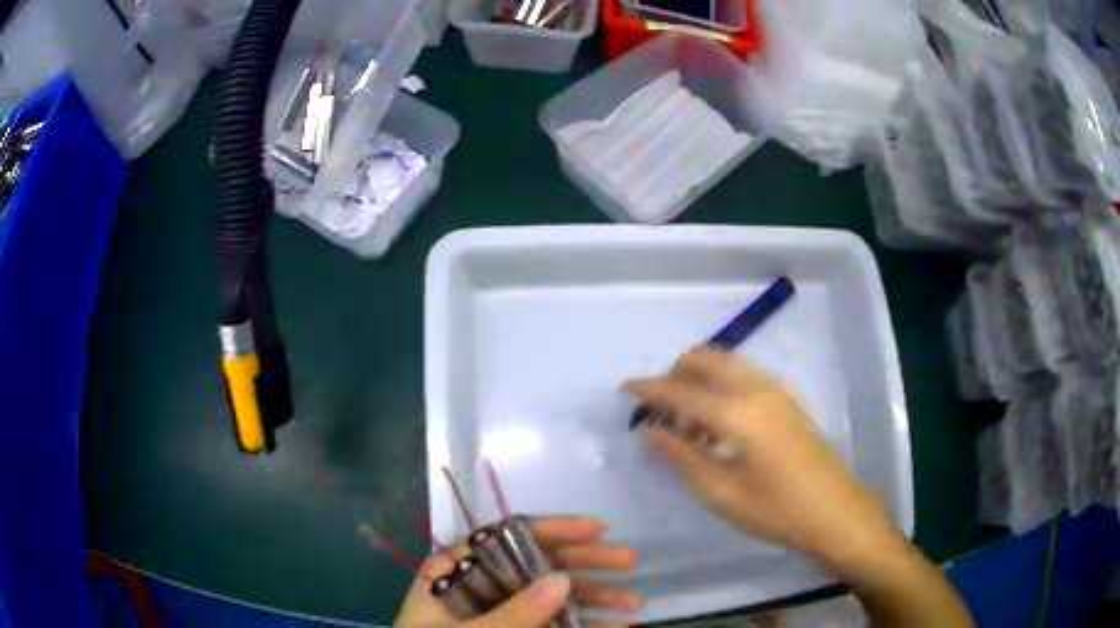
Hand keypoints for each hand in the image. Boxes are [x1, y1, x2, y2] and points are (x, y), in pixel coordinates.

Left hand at [394, 516, 640, 627]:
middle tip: (631, 561)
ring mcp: (501, 611)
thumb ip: (511, 614)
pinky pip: (556, 623)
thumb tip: (561, 580)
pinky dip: (587, 625)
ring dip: (596, 597)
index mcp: (453, 571)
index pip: (503, 537)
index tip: (597, 529)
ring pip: (553, 594)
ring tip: (636, 602)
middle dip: (587, 562)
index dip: (551, 529)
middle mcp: (480, 585)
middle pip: (537, 563)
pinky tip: (618, 626)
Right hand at [623, 348, 902, 570]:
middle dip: (675, 375)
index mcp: (738, 413)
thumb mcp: (721, 493)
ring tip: (686, 420)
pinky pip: (744, 375)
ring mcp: (776, 391)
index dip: (649, 389)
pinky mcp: (788, 399)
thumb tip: (649, 433)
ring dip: (699, 378)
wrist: (836, 513)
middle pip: (706, 360)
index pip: (681, 391)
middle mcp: (756, 389)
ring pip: (727, 363)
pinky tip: (718, 421)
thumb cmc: (776, 511)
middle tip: (657, 408)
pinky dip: (721, 384)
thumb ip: (682, 457)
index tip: (624, 388)